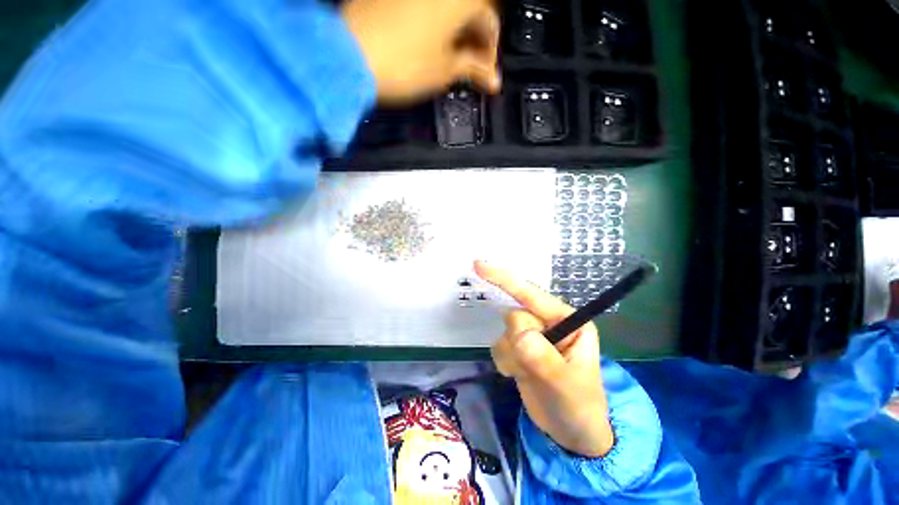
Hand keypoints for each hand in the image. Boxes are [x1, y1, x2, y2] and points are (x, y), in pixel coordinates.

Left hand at [341, 0, 500, 102]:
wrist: (349, 55)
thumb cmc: (404, 64)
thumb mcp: (445, 70)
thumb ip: (471, 68)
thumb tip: (491, 79)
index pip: (490, 21)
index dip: (491, 52)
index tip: (487, 75)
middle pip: (470, 8)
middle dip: (475, 41)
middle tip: (472, 69)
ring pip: (448, 6)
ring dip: (457, 32)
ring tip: (453, 60)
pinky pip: (426, 6)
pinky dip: (436, 24)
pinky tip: (433, 44)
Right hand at [475, 260, 613, 457]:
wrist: (570, 433)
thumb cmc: (578, 406)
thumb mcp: (567, 385)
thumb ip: (542, 357)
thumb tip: (518, 332)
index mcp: (566, 320)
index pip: (531, 293)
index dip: (504, 279)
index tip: (478, 266)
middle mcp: (547, 322)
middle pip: (514, 315)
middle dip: (518, 342)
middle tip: (532, 365)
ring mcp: (531, 335)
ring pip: (504, 332)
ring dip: (512, 356)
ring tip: (531, 374)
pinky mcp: (518, 348)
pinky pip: (499, 345)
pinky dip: (506, 362)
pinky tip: (521, 374)